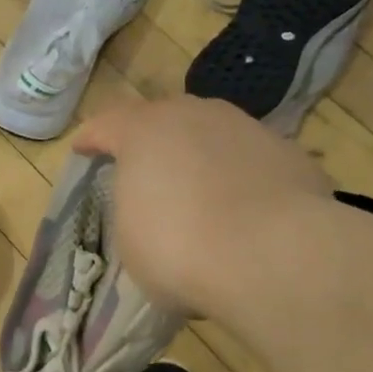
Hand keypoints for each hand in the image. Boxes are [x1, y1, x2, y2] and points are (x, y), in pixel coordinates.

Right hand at [72, 96, 333, 315]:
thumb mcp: (131, 236)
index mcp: (143, 131)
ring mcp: (247, 129)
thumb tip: (155, 208)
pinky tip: (244, 210)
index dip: (91, 138)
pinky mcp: (290, 154)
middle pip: (164, 118)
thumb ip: (136, 207)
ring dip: (200, 156)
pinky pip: (251, 161)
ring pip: (213, 134)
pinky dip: (241, 178)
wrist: (274, 256)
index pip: (106, 124)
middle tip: (143, 168)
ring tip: (199, 191)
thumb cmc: (179, 246)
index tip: (82, 149)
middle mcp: (195, 115)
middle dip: (151, 140)